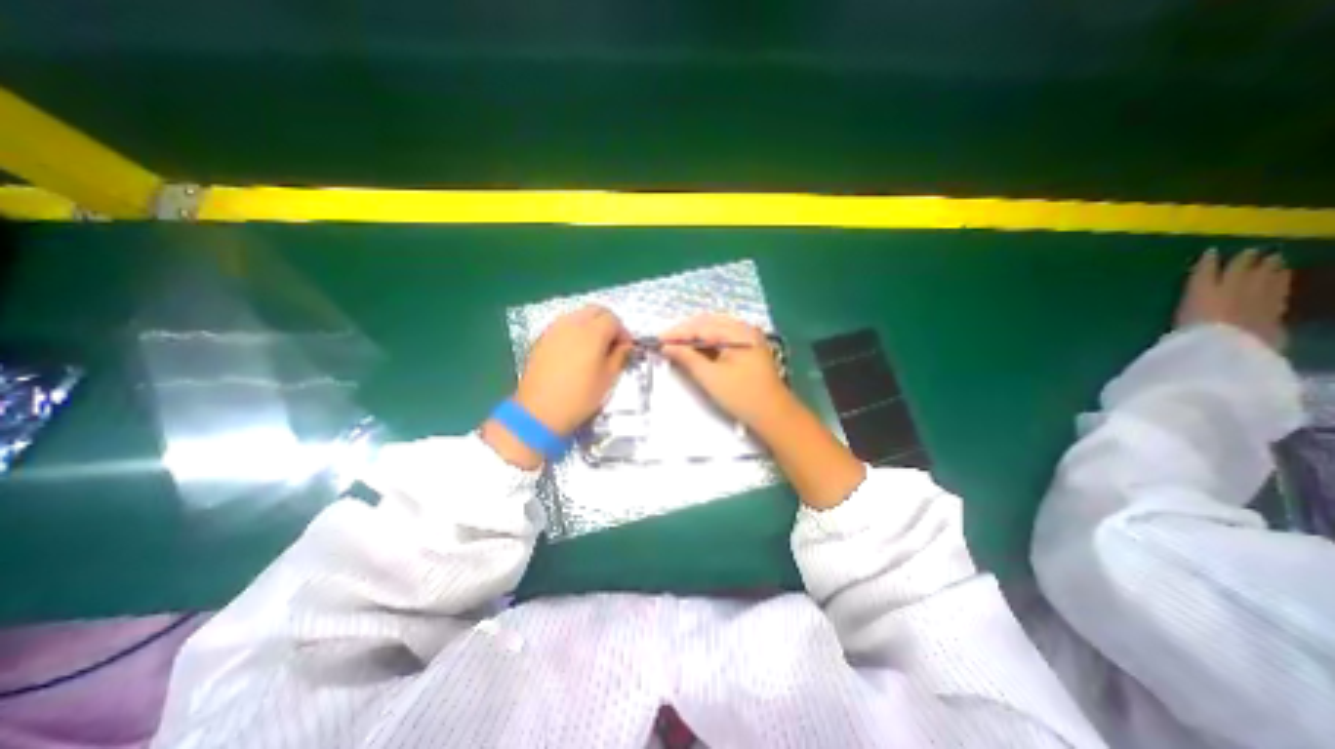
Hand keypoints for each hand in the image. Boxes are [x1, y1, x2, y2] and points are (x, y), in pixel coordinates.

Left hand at [511, 300, 632, 433]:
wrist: (539, 411)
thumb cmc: (579, 397)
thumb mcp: (607, 379)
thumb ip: (619, 356)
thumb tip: (625, 345)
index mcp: (592, 333)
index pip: (613, 319)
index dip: (623, 332)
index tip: (625, 348)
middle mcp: (572, 324)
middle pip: (595, 310)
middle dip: (608, 323)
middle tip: (612, 343)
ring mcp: (554, 329)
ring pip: (579, 314)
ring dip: (591, 324)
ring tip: (595, 346)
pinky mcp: (542, 338)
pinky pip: (564, 324)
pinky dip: (576, 330)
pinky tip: (577, 351)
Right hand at [659, 314, 791, 429]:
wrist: (773, 415)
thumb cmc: (742, 396)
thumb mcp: (711, 377)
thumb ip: (687, 358)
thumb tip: (667, 346)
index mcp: (738, 332)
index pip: (701, 326)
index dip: (678, 332)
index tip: (658, 340)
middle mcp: (744, 329)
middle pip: (708, 323)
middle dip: (685, 332)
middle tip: (665, 342)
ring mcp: (748, 339)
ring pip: (715, 331)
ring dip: (695, 337)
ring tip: (676, 346)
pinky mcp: (748, 350)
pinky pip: (723, 340)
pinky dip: (707, 344)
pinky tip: (695, 351)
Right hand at [1176, 245, 1292, 348]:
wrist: (1228, 347)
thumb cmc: (1190, 336)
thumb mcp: (1176, 324)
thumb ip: (1185, 311)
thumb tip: (1179, 306)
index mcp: (1201, 292)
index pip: (1204, 272)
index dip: (1207, 262)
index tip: (1210, 252)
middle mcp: (1231, 289)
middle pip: (1240, 270)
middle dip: (1245, 260)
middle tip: (1251, 251)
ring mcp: (1258, 298)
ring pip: (1267, 277)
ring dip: (1271, 268)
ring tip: (1274, 260)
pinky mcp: (1277, 308)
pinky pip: (1282, 290)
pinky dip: (1283, 281)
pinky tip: (1284, 278)